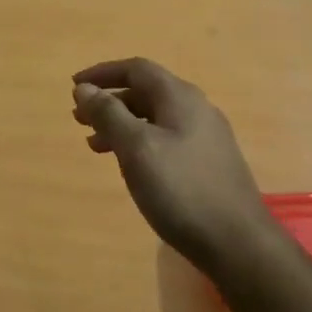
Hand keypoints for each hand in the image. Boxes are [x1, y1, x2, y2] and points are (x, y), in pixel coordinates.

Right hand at [72, 59, 275, 274]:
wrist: (237, 242)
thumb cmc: (181, 189)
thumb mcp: (137, 148)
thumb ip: (108, 115)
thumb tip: (84, 89)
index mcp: (180, 98)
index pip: (136, 69)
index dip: (102, 73)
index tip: (74, 86)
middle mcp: (196, 110)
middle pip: (145, 92)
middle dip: (109, 101)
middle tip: (78, 119)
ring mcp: (205, 137)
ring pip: (154, 119)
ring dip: (121, 125)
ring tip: (94, 145)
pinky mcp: (207, 163)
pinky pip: (165, 140)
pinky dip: (139, 143)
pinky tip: (128, 166)